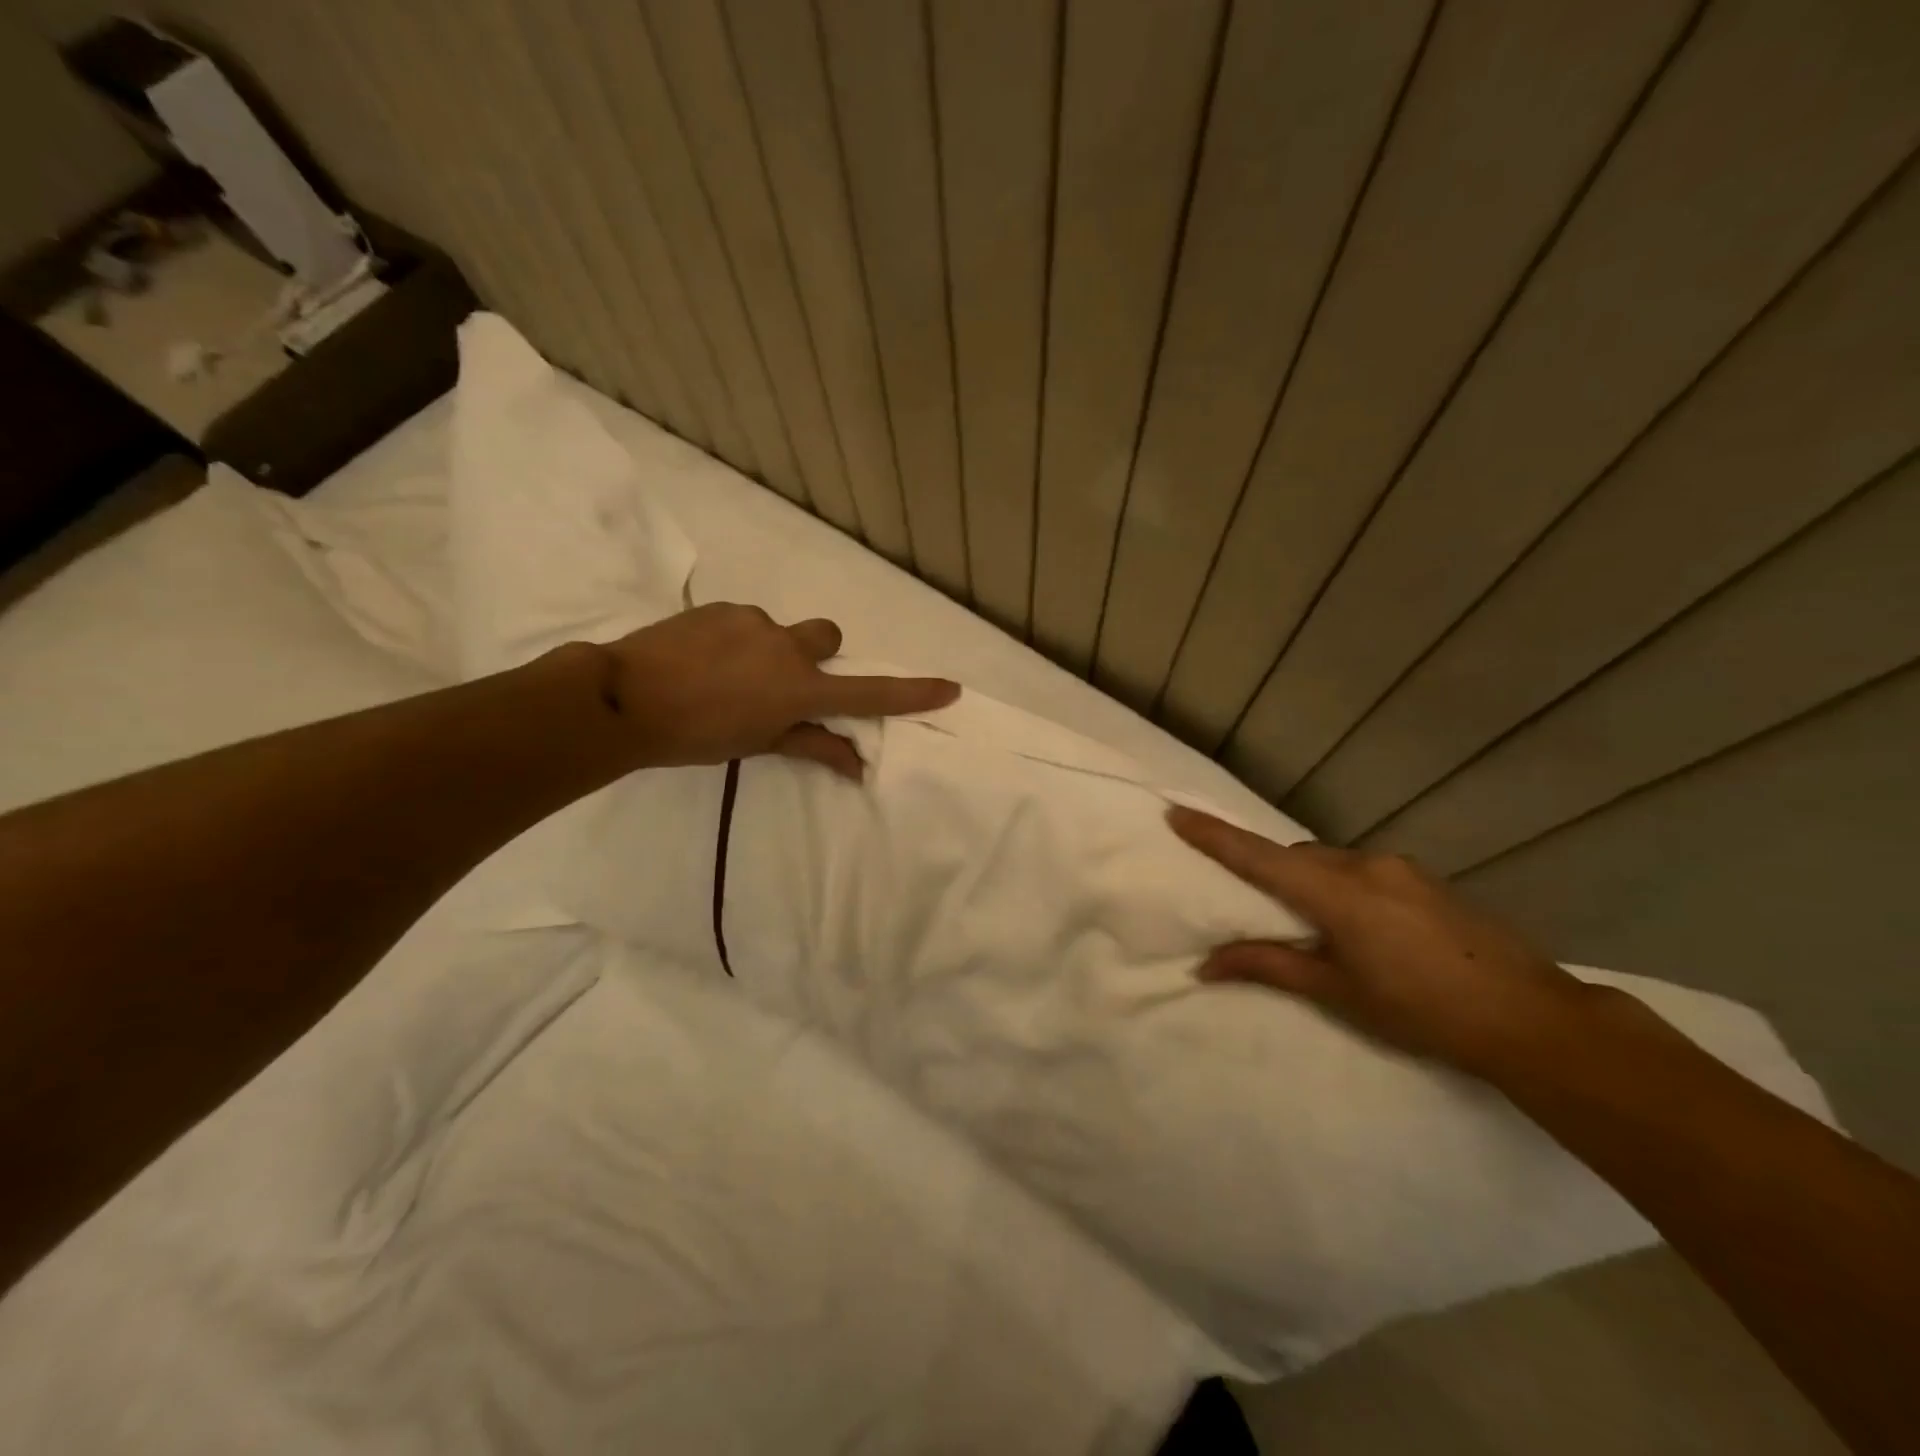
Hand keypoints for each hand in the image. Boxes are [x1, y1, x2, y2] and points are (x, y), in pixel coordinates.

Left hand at [603, 604, 957, 778]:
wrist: (623, 697)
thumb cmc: (696, 736)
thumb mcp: (758, 745)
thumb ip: (811, 745)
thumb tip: (857, 765)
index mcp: (801, 688)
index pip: (870, 694)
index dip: (912, 694)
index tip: (949, 688)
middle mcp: (788, 647)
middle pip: (827, 639)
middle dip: (816, 657)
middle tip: (780, 683)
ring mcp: (754, 621)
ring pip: (779, 632)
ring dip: (766, 651)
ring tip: (724, 677)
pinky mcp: (721, 608)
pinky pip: (743, 623)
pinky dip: (734, 641)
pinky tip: (701, 661)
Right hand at [1167, 806, 1600, 1077]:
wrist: (1532, 1019)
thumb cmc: (1422, 1012)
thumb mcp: (1338, 992)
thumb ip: (1270, 967)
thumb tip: (1206, 964)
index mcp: (1337, 893)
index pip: (1260, 858)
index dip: (1215, 836)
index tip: (1176, 812)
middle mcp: (1366, 866)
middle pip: (1297, 856)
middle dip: (1272, 872)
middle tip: (1261, 909)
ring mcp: (1401, 869)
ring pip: (1332, 863)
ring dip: (1312, 883)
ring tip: (1318, 930)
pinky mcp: (1426, 879)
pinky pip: (1364, 871)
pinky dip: (1344, 888)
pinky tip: (1366, 930)